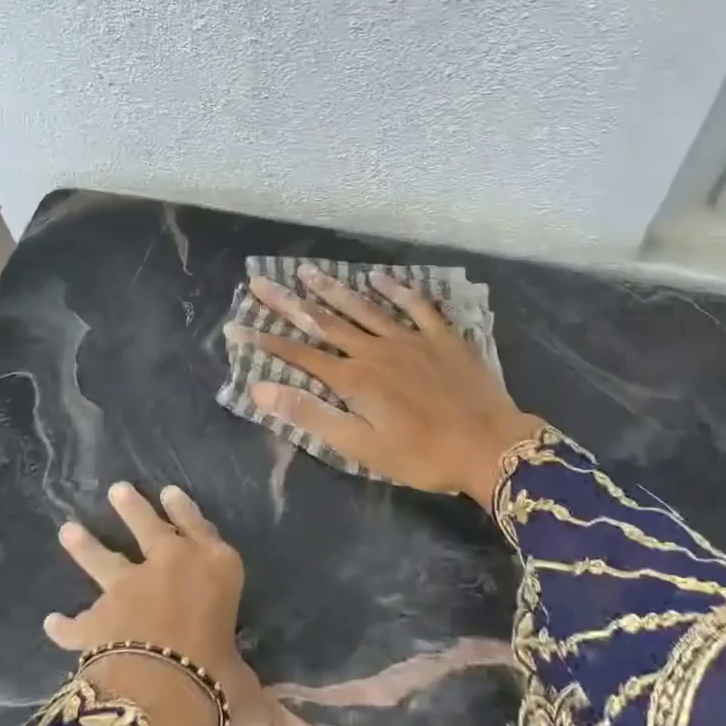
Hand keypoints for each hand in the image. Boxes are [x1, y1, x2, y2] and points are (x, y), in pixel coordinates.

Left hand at [45, 481, 322, 725]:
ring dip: (85, 545)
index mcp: (214, 569)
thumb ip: (272, 719)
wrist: (158, 692)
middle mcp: (169, 565)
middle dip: (133, 508)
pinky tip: (51, 622)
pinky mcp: (96, 619)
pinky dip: (64, 624)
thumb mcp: (247, 698)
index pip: (201, 529)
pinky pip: (76, 622)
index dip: (186, 511)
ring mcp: (128, 587)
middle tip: (118, 489)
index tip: (170, 492)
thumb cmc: (216, 680)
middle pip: (149, 527)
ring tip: (67, 529)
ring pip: (102, 559)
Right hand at [224, 265, 543, 506]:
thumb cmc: (421, 455)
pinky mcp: (441, 337)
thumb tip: (261, 389)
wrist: (490, 446)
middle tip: (260, 281)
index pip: (299, 355)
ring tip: (307, 270)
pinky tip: (379, 277)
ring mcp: (410, 338)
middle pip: (325, 321)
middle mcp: (375, 349)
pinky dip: (396, 289)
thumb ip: (311, 415)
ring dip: (333, 289)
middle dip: (289, 302)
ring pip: (363, 307)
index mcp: (354, 378)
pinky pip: (415, 305)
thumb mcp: (361, 447)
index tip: (236, 325)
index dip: (266, 341)